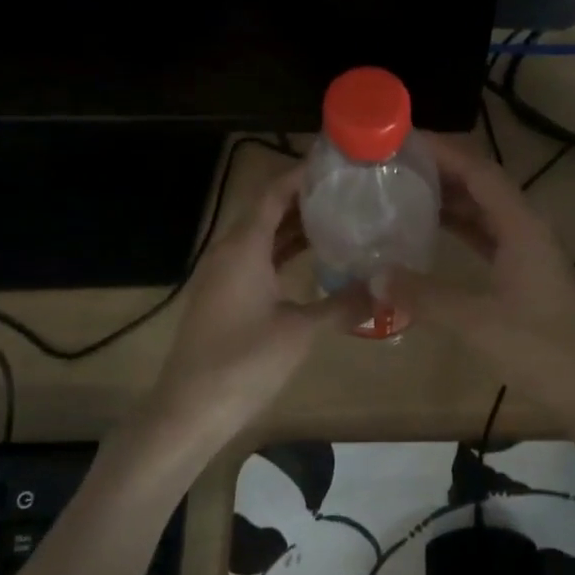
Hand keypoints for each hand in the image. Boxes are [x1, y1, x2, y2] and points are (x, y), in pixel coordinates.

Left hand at [150, 162, 362, 440]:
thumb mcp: (300, 331)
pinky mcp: (224, 295)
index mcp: (244, 246)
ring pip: (262, 235)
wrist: (190, 409)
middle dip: (304, 198)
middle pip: (268, 210)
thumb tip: (384, 289)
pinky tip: (312, 258)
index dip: (302, 174)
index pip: (274, 192)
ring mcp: (223, 274)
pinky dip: (283, 251)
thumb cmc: (244, 362)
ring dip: (294, 225)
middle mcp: (229, 251)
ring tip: (338, 216)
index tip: (336, 164)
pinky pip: (256, 258)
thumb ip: (343, 305)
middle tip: (348, 191)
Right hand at [402, 132, 574, 421]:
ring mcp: (527, 248)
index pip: (480, 172)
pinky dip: (459, 224)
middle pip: (482, 183)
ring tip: (404, 186)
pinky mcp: (523, 269)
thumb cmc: (536, 349)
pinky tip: (430, 227)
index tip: (404, 140)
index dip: (444, 151)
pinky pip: (486, 232)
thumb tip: (374, 277)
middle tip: (395, 162)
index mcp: (522, 226)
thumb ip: (423, 296)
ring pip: (484, 208)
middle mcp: (527, 227)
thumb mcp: (474, 321)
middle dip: (442, 168)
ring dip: (449, 195)